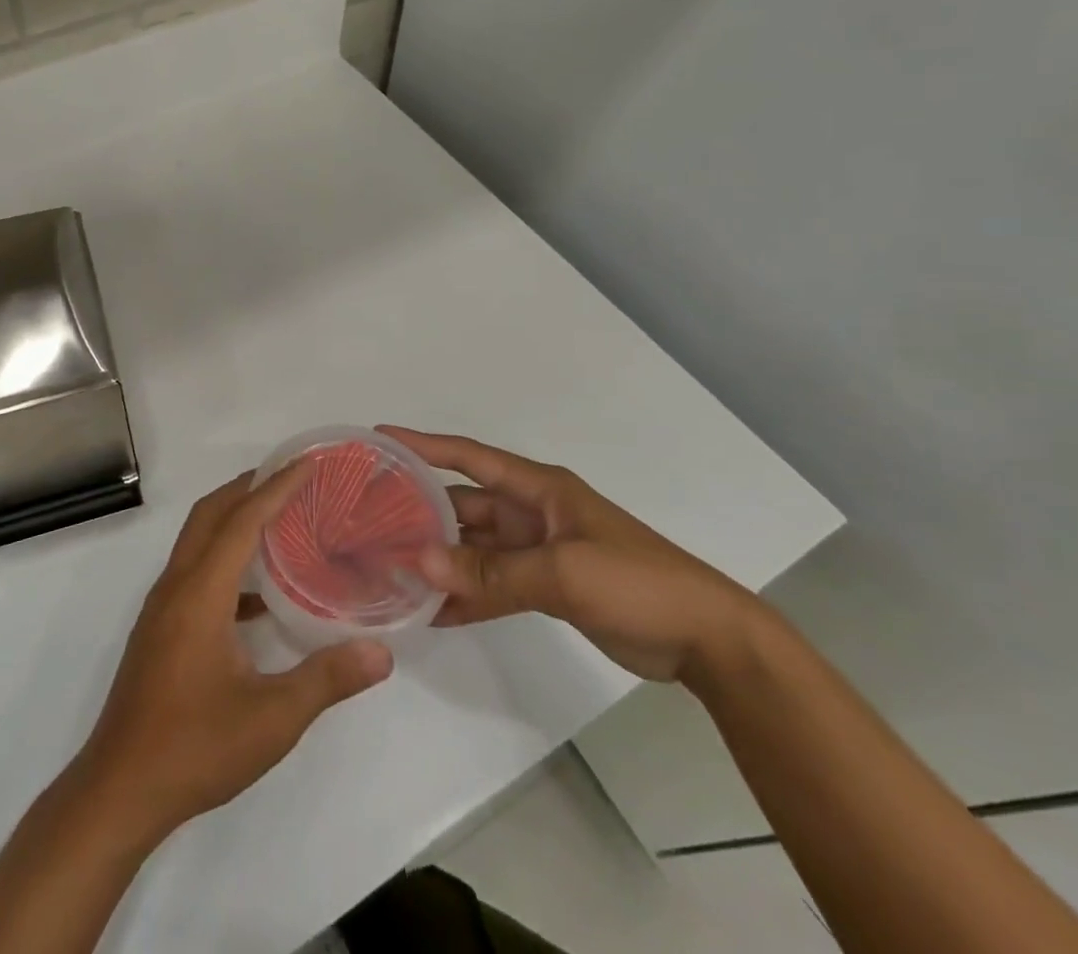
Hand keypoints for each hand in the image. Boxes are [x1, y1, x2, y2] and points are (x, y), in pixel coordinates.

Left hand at [74, 465, 393, 844]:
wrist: (120, 789)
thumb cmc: (195, 748)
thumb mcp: (271, 719)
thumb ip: (327, 679)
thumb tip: (381, 651)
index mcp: (200, 592)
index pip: (242, 520)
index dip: (276, 487)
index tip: (306, 462)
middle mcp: (176, 585)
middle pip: (211, 514)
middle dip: (248, 486)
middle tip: (291, 476)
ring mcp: (163, 606)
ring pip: (198, 540)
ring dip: (234, 519)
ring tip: (279, 519)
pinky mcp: (160, 628)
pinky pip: (195, 571)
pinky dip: (225, 560)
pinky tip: (258, 595)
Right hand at [380, 427, 767, 683]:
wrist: (707, 639)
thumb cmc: (636, 581)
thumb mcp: (563, 572)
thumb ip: (492, 571)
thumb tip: (420, 563)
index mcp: (537, 488)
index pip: (468, 456)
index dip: (423, 444)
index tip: (379, 437)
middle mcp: (530, 511)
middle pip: (463, 505)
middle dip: (421, 511)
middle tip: (370, 521)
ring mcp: (537, 550)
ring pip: (474, 548)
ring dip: (440, 558)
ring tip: (390, 569)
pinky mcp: (546, 586)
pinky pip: (493, 584)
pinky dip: (466, 595)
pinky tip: (432, 612)